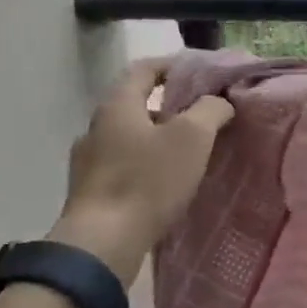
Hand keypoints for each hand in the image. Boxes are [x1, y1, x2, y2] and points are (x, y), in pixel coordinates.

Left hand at [46, 61, 233, 286]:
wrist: (103, 242)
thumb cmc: (149, 180)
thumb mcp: (192, 137)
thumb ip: (210, 110)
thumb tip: (218, 102)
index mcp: (117, 105)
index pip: (144, 69)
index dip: (173, 65)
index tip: (201, 72)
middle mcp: (96, 127)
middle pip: (137, 104)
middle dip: (171, 107)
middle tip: (203, 117)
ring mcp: (88, 161)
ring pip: (130, 137)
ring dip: (159, 139)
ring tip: (190, 155)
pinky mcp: (91, 192)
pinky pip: (124, 166)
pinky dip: (147, 165)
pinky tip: (167, 184)